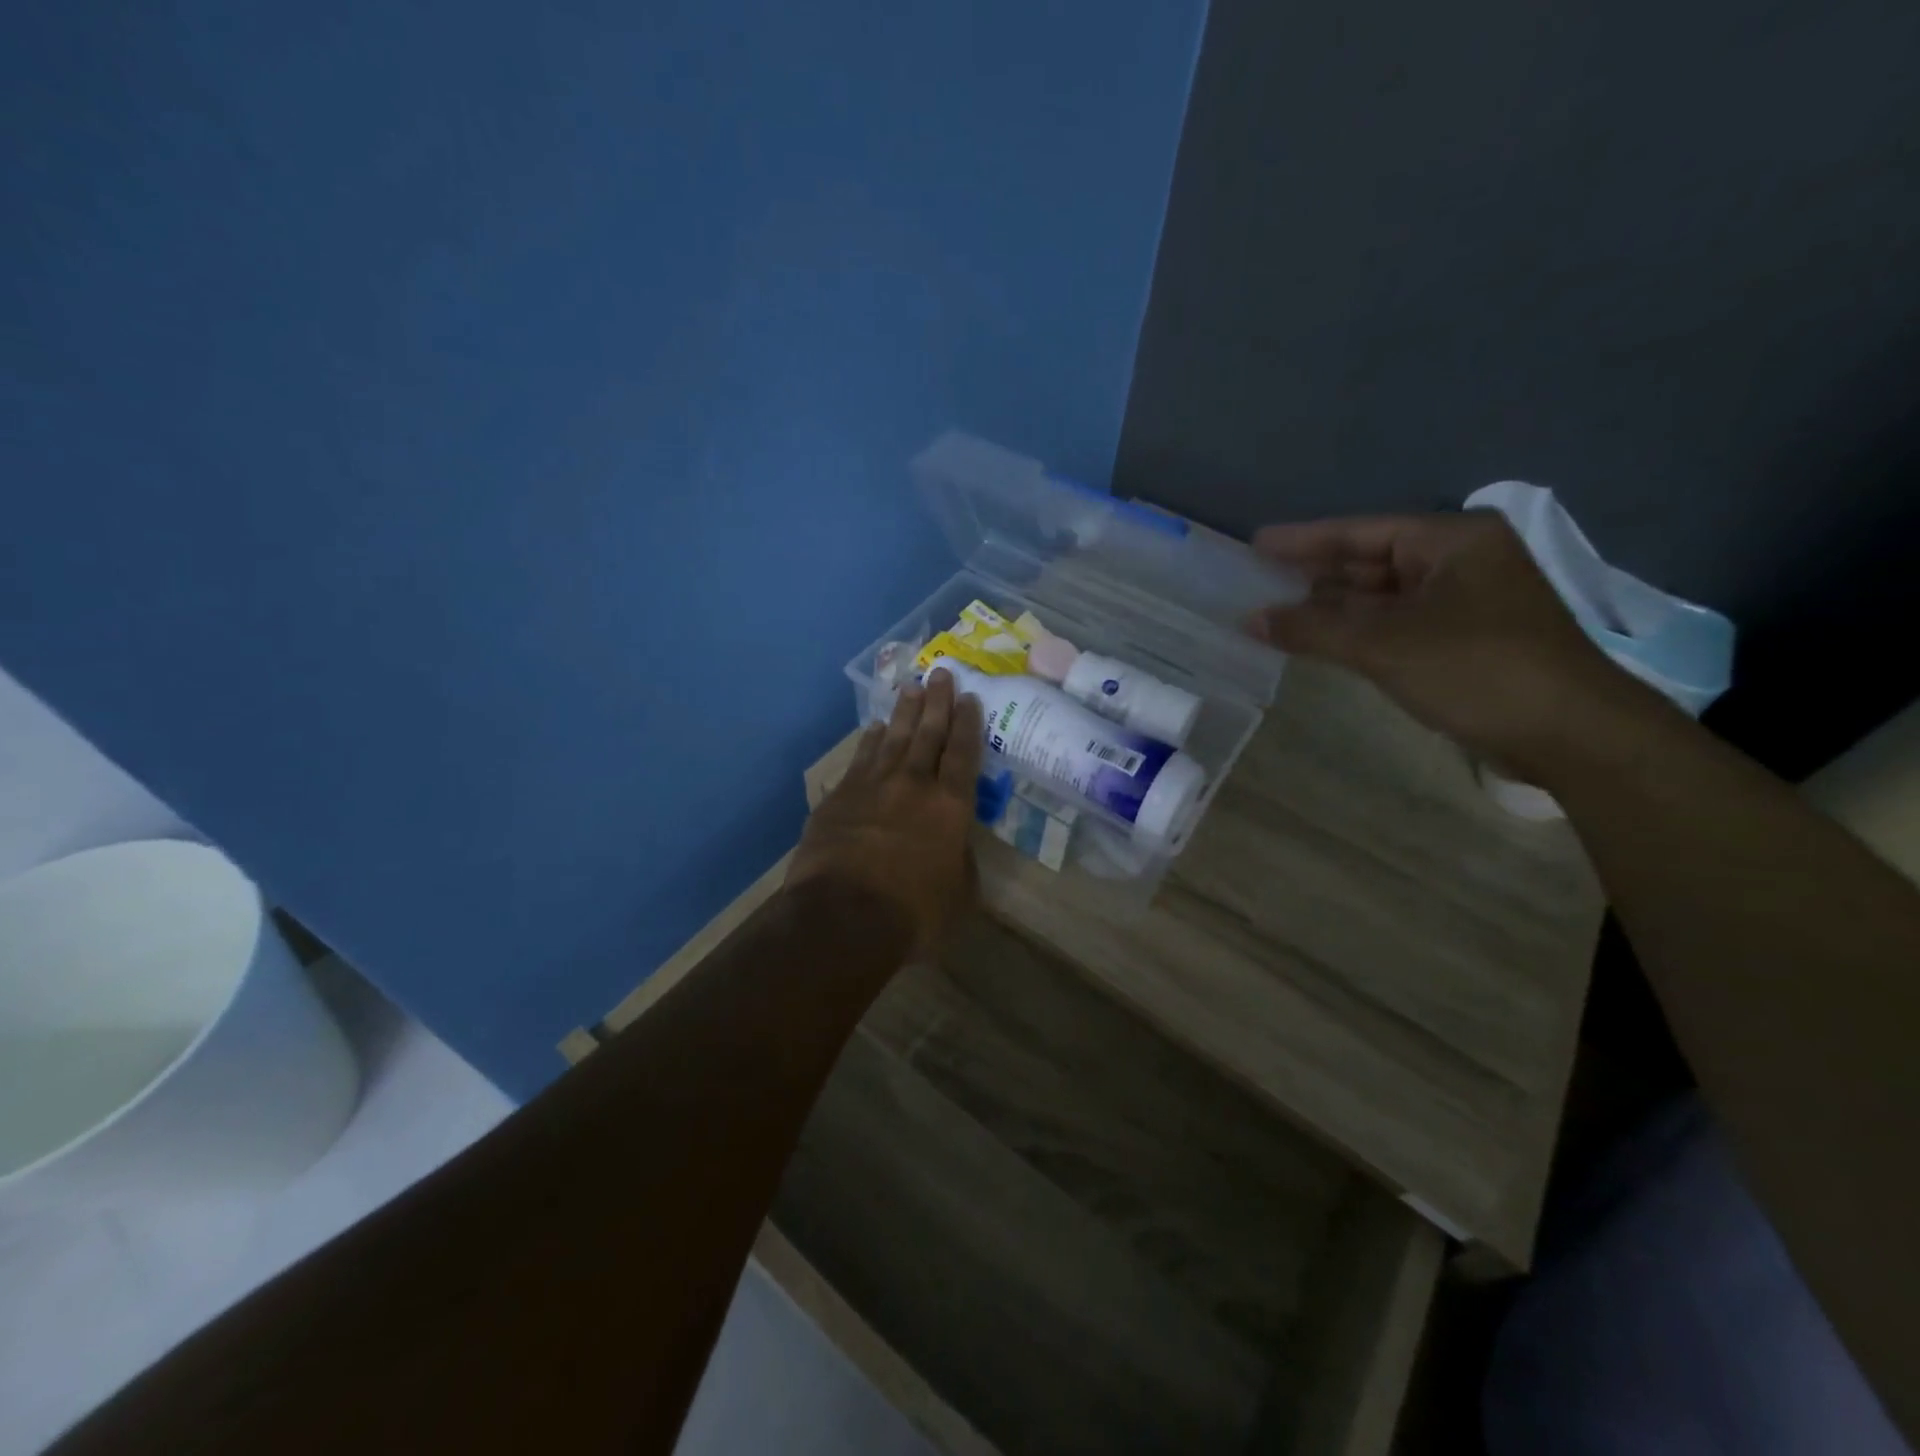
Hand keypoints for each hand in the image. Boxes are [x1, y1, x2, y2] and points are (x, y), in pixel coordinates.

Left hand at [787, 669, 983, 956]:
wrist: (842, 915)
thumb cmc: (912, 912)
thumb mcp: (958, 896)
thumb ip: (960, 863)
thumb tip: (955, 848)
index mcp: (950, 806)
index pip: (963, 754)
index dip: (968, 724)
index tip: (969, 697)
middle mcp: (914, 785)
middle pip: (928, 734)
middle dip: (937, 702)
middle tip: (941, 673)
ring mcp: (873, 786)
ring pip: (892, 738)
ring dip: (903, 712)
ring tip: (909, 687)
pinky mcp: (840, 797)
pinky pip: (860, 759)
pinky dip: (869, 741)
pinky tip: (873, 728)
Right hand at [1248, 511, 1639, 774]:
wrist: (1570, 734)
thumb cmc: (1477, 669)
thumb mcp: (1384, 645)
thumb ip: (1312, 629)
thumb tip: (1249, 619)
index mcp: (1452, 541)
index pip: (1361, 532)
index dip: (1304, 540)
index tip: (1255, 545)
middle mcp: (1459, 562)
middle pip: (1370, 561)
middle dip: (1313, 575)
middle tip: (1256, 581)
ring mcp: (1463, 602)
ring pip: (1380, 597)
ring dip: (1330, 607)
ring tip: (1272, 611)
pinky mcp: (1461, 640)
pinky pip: (1393, 624)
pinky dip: (1354, 631)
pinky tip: (1317, 638)